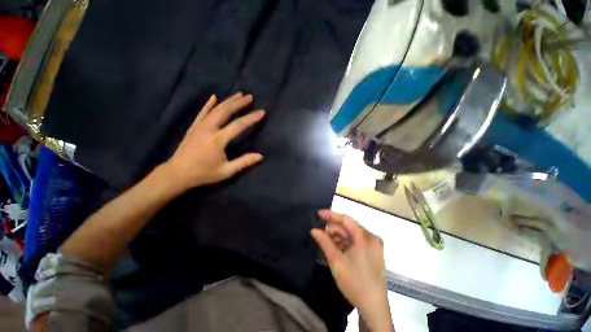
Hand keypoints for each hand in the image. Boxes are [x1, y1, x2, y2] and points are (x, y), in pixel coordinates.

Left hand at [163, 93, 264, 192]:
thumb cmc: (204, 173)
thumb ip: (244, 162)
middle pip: (225, 111)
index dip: (251, 118)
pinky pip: (202, 112)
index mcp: (218, 140)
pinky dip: (209, 104)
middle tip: (250, 97)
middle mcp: (209, 129)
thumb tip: (260, 156)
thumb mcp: (226, 171)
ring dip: (228, 100)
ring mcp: (200, 126)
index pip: (238, 125)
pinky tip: (214, 97)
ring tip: (238, 94)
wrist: (177, 173)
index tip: (261, 112)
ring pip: (215, 109)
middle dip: (239, 103)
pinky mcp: (194, 127)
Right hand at [311, 210, 392, 331]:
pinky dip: (346, 242)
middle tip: (320, 232)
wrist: (374, 308)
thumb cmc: (354, 282)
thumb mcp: (336, 261)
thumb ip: (324, 242)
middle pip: (349, 226)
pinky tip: (336, 247)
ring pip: (352, 234)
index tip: (318, 213)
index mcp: (365, 237)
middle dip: (333, 228)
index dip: (331, 215)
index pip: (345, 219)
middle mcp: (371, 238)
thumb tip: (313, 230)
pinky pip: (357, 242)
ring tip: (326, 240)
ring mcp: (374, 246)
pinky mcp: (374, 253)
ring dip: (339, 236)